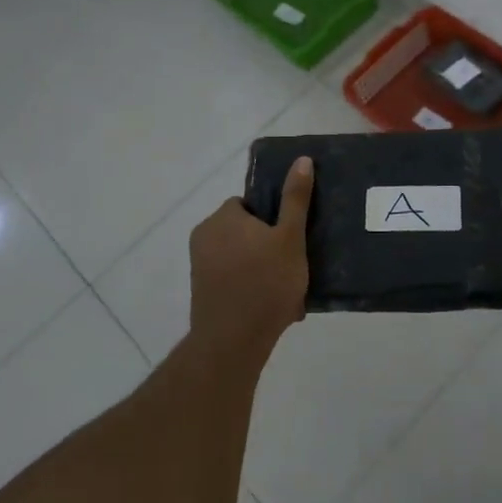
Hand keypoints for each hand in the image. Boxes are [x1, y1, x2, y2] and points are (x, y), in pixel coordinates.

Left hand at [188, 156, 313, 357]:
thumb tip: (302, 159)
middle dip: (268, 246)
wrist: (232, 343)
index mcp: (222, 218)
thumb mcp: (290, 238)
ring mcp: (200, 267)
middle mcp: (204, 236)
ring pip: (241, 257)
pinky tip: (272, 307)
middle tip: (294, 266)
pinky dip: (251, 287)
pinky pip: (233, 279)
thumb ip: (295, 199)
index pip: (250, 205)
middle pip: (245, 231)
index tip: (291, 239)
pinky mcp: (202, 292)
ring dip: (263, 269)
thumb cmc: (265, 284)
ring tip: (288, 291)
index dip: (273, 219)